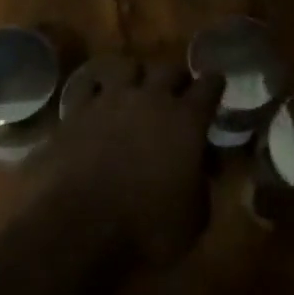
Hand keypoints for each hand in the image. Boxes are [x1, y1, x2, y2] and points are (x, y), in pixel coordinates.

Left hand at [53, 61, 224, 265]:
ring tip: (135, 89)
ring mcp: (111, 99)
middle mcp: (150, 98)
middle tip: (178, 90)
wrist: (82, 226)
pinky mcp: (77, 109)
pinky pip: (88, 83)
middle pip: (169, 68)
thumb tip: (203, 168)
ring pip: (128, 66)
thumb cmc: (148, 228)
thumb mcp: (194, 217)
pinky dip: (96, 87)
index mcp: (186, 120)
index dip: (214, 84)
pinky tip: (96, 96)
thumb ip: (203, 184)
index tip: (216, 84)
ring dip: (136, 75)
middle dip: (177, 77)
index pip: (209, 86)